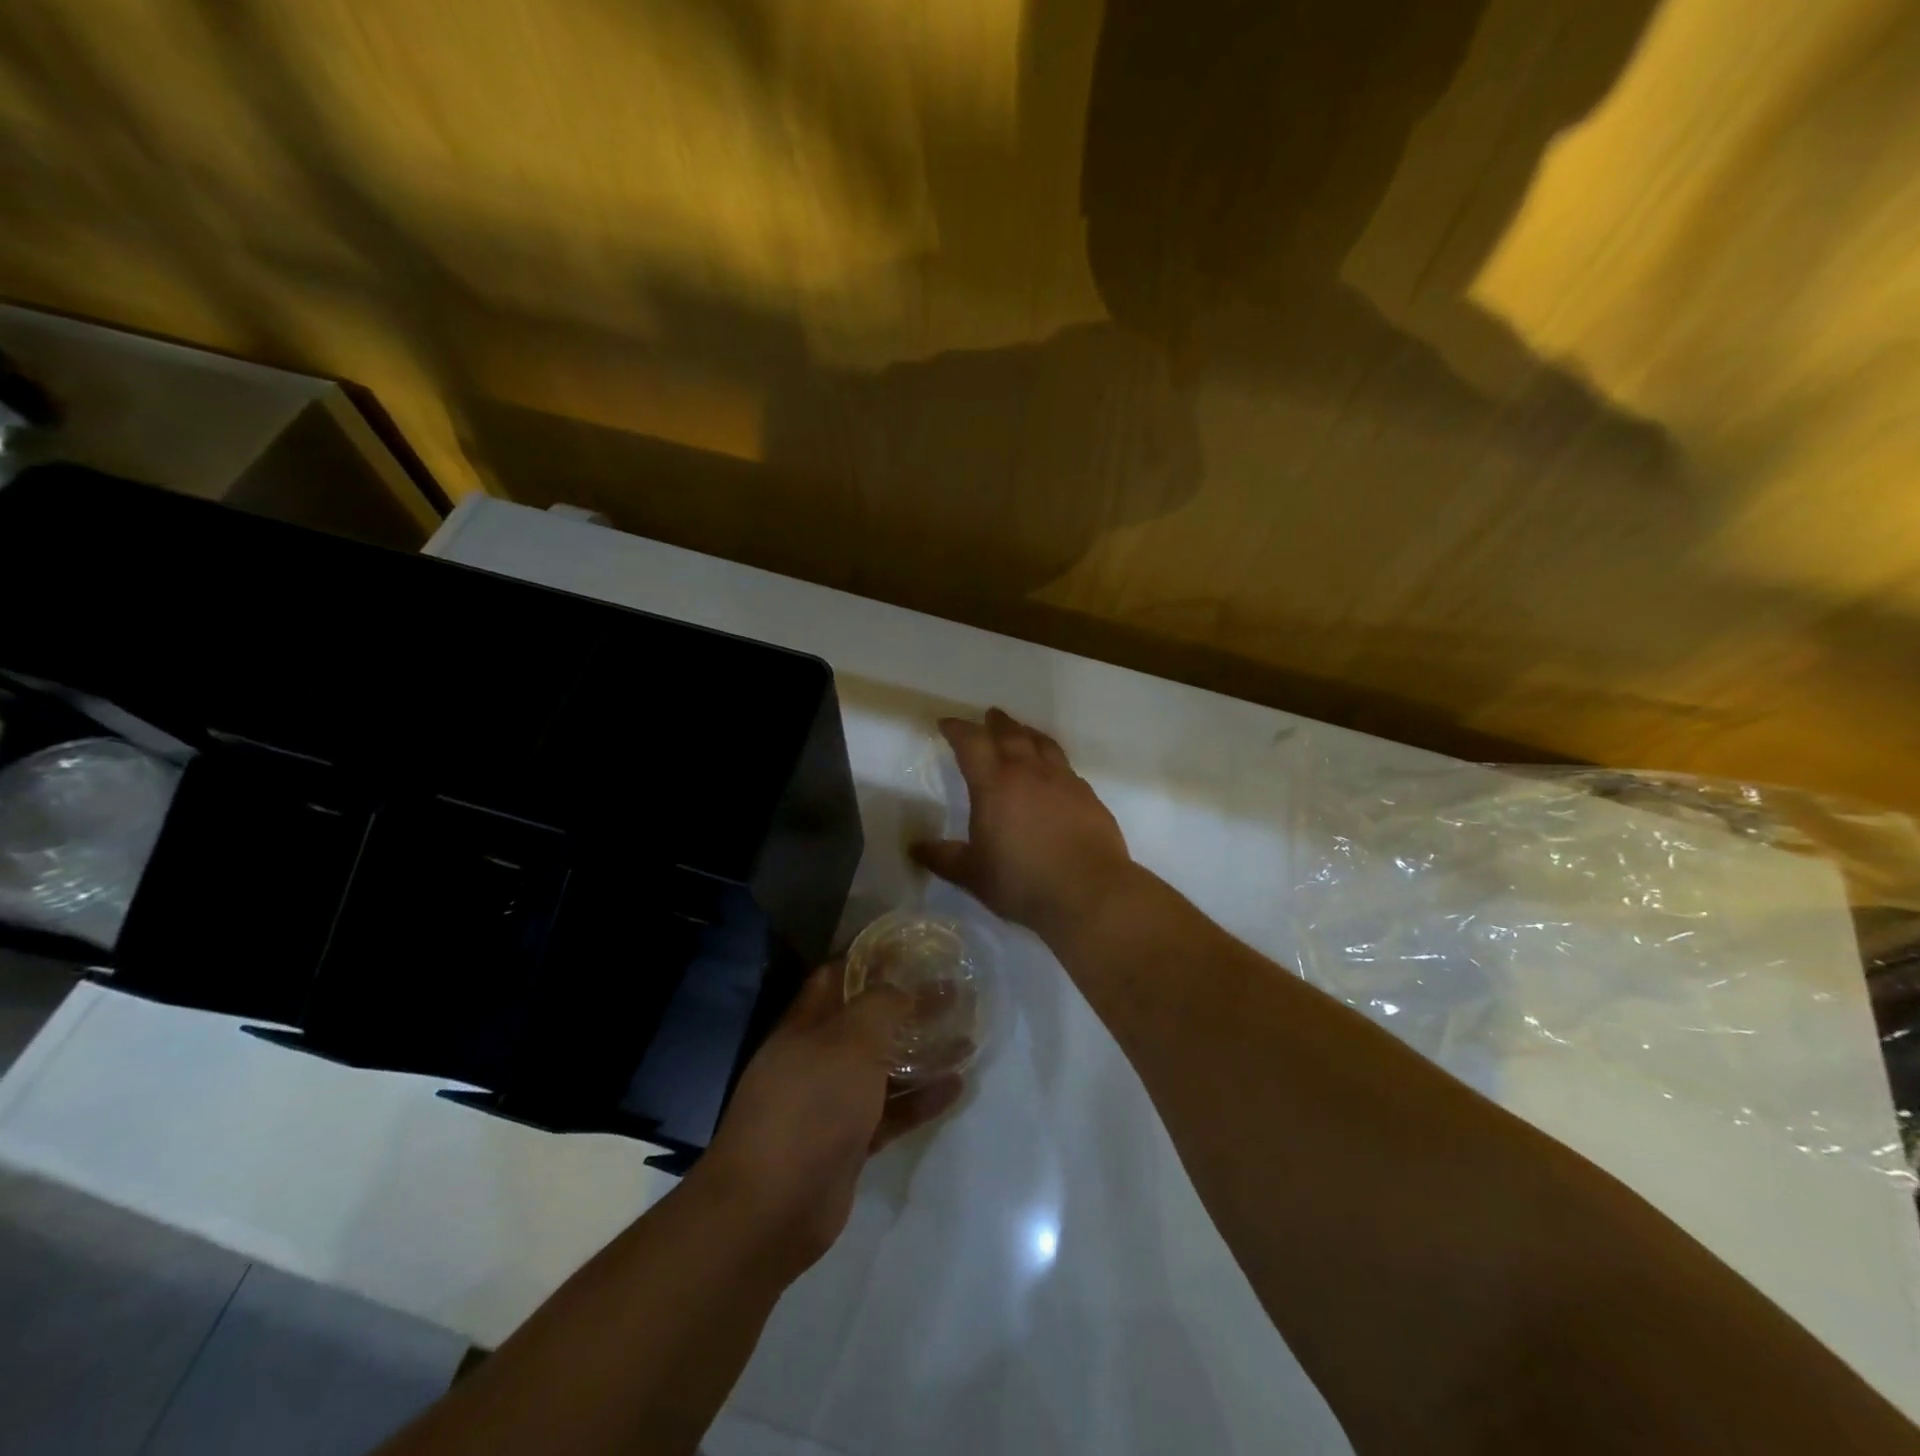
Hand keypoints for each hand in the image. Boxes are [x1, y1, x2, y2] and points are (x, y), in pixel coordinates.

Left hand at [695, 965, 962, 1278]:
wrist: (772, 1207)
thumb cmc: (810, 1105)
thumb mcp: (850, 1042)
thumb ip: (880, 1007)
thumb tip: (903, 989)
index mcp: (807, 1023)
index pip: (839, 976)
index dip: (873, 959)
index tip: (913, 950)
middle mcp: (817, 1056)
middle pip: (867, 1021)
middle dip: (907, 1005)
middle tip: (952, 992)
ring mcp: (833, 1101)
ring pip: (883, 1067)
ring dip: (921, 1051)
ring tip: (966, 1036)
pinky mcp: (850, 1141)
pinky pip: (891, 1111)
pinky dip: (921, 1098)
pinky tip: (957, 1087)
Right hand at [912, 709, 1135, 941]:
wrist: (1089, 892)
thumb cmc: (1022, 882)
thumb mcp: (973, 875)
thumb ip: (943, 858)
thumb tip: (914, 848)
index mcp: (994, 785)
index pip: (972, 743)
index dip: (957, 729)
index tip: (946, 724)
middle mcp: (1029, 772)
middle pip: (1010, 734)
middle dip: (996, 723)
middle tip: (989, 716)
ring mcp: (1063, 781)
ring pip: (1042, 744)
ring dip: (1027, 733)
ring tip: (1021, 731)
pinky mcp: (1088, 796)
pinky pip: (1065, 766)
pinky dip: (1052, 759)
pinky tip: (1053, 772)